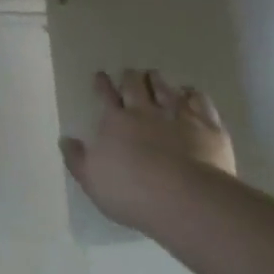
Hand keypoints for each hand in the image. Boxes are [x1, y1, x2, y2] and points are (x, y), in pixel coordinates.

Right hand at [60, 69, 236, 230]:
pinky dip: (192, 94)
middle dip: (130, 77)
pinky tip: (191, 93)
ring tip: (154, 76)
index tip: (100, 75)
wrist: (186, 200)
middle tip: (129, 73)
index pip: (105, 95)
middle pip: (136, 86)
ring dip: (158, 81)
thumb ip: (77, 158)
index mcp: (115, 121)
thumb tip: (66, 140)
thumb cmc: (131, 192)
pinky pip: (200, 102)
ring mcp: (178, 117)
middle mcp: (145, 112)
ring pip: (166, 89)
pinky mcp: (207, 127)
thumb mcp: (91, 180)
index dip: (102, 84)